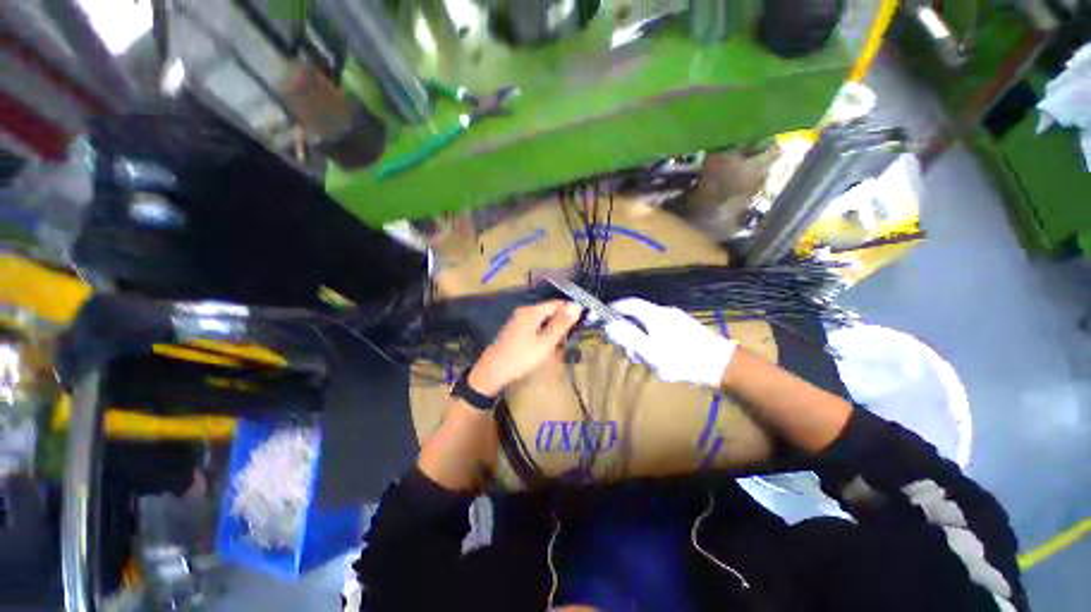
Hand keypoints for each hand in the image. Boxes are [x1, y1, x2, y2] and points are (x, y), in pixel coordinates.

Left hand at [468, 300, 582, 395]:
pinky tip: (548, 343)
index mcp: (531, 311)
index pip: (556, 304)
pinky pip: (535, 325)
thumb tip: (577, 306)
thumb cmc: (521, 357)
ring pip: (542, 319)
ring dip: (553, 327)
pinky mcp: (515, 330)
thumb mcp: (545, 342)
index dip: (570, 309)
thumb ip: (561, 324)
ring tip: (564, 339)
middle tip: (575, 332)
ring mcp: (518, 320)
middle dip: (562, 319)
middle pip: (548, 310)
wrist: (493, 371)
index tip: (583, 319)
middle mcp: (524, 311)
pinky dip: (544, 331)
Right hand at [604, 297, 736, 387]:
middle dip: (629, 332)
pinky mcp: (685, 328)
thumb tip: (609, 326)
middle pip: (638, 316)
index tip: (603, 317)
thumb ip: (629, 338)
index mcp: (655, 315)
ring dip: (641, 340)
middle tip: (628, 351)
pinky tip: (659, 357)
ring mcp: (677, 319)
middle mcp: (665, 312)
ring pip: (649, 325)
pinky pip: (660, 330)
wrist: (723, 366)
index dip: (614, 308)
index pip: (629, 303)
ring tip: (645, 360)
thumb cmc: (683, 359)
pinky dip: (652, 340)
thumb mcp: (651, 352)